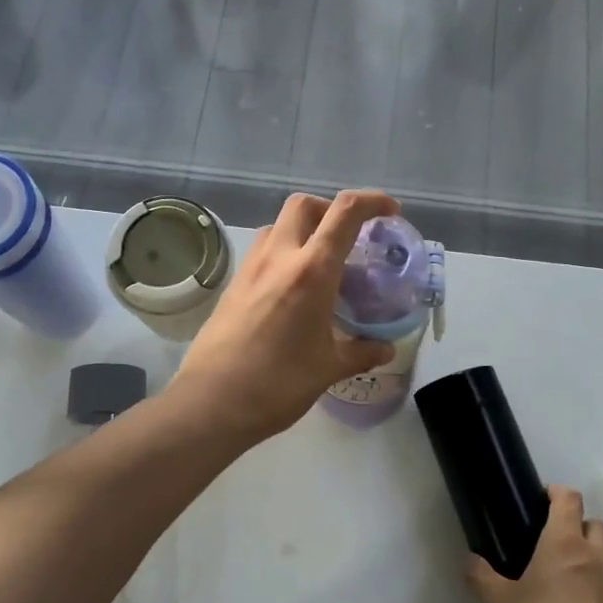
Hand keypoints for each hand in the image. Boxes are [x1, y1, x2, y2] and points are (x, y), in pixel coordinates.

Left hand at [174, 189, 401, 441]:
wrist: (212, 402)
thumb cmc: (278, 383)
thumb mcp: (329, 368)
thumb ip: (361, 351)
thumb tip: (385, 348)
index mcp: (311, 270)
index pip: (344, 213)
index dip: (372, 201)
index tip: (390, 211)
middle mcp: (279, 257)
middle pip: (304, 205)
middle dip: (331, 209)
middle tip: (350, 237)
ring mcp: (250, 268)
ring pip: (278, 225)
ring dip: (304, 229)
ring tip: (322, 263)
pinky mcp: (232, 285)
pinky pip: (263, 251)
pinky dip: (284, 252)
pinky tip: (293, 289)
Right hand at [466, 487, 602, 602]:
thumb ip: (480, 576)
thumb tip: (470, 561)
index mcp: (563, 544)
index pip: (568, 499)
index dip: (557, 493)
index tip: (545, 499)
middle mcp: (597, 556)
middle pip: (596, 524)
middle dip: (579, 527)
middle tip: (558, 547)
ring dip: (599, 558)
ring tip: (581, 579)